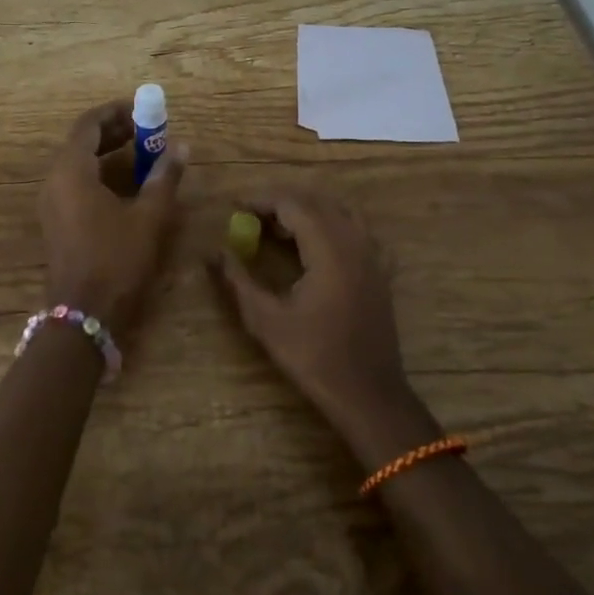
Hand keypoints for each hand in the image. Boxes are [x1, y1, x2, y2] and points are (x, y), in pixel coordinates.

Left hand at [39, 99, 187, 336]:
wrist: (83, 314)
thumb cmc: (116, 259)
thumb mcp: (148, 217)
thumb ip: (164, 177)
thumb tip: (181, 146)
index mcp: (71, 170)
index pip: (89, 124)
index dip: (116, 111)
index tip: (142, 108)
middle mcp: (54, 180)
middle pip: (81, 141)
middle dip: (114, 130)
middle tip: (147, 128)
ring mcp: (51, 202)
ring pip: (78, 162)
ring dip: (107, 152)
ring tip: (141, 151)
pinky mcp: (55, 220)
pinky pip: (75, 182)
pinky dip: (99, 172)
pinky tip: (125, 183)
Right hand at [211, 189, 414, 438]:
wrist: (368, 394)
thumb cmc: (313, 357)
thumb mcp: (266, 320)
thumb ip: (238, 281)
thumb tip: (213, 252)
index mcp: (329, 251)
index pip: (294, 205)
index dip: (262, 200)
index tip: (236, 206)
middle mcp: (355, 243)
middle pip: (318, 202)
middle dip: (283, 202)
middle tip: (252, 215)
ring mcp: (373, 256)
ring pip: (341, 211)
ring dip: (309, 210)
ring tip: (280, 227)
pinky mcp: (381, 271)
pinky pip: (358, 230)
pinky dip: (333, 224)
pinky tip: (316, 244)